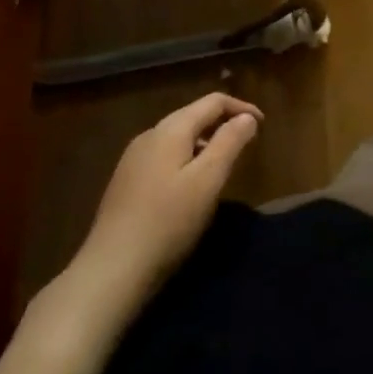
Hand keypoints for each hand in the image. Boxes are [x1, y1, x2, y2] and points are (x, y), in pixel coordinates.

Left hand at [72, 91, 262, 300]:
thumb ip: (230, 142)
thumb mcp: (208, 180)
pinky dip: (186, 159)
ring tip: (223, 166)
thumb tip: (246, 118)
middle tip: (246, 144)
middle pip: (193, 116)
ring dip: (205, 143)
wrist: (110, 271)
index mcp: (170, 130)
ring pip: (177, 138)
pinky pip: (164, 157)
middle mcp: (149, 136)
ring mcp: (133, 160)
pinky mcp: (125, 183)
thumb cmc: (167, 222)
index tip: (262, 125)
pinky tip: (191, 186)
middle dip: (223, 124)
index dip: (241, 108)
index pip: (212, 102)